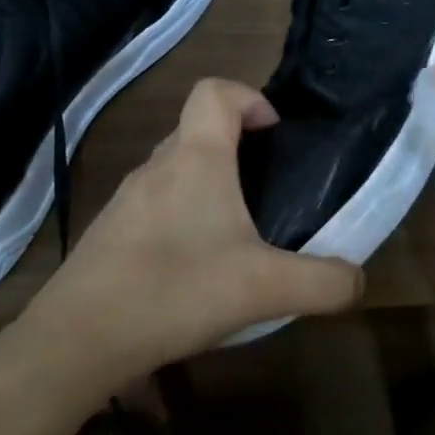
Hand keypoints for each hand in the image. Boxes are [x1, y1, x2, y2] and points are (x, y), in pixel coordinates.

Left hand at [17, 79, 362, 390]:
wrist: (75, 342)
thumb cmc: (176, 292)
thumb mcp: (267, 290)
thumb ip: (324, 283)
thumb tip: (358, 282)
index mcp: (196, 159)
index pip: (215, 91)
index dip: (249, 97)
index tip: (273, 133)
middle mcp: (157, 168)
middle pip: (197, 130)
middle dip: (236, 148)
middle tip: (266, 191)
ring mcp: (126, 200)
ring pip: (175, 170)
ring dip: (207, 186)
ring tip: (235, 235)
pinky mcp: (108, 234)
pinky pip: (154, 206)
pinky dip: (180, 218)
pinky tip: (193, 269)